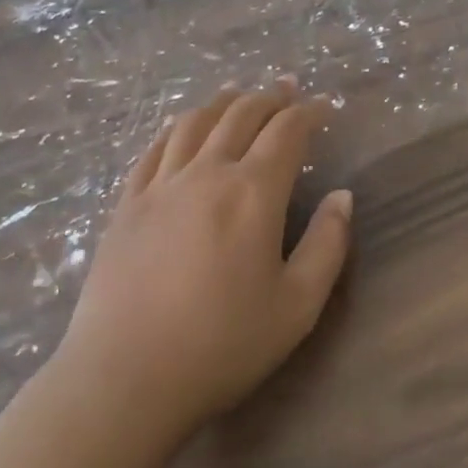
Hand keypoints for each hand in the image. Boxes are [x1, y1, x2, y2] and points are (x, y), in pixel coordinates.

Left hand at [56, 80, 352, 440]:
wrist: (125, 378)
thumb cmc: (221, 346)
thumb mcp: (296, 307)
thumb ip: (327, 246)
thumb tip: (342, 197)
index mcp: (252, 193)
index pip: (287, 132)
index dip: (309, 112)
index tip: (324, 107)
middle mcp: (207, 173)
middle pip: (241, 115)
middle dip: (269, 97)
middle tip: (287, 89)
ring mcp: (161, 185)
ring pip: (195, 123)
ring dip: (222, 102)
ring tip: (237, 94)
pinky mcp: (127, 203)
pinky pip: (154, 148)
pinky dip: (176, 127)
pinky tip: (182, 127)